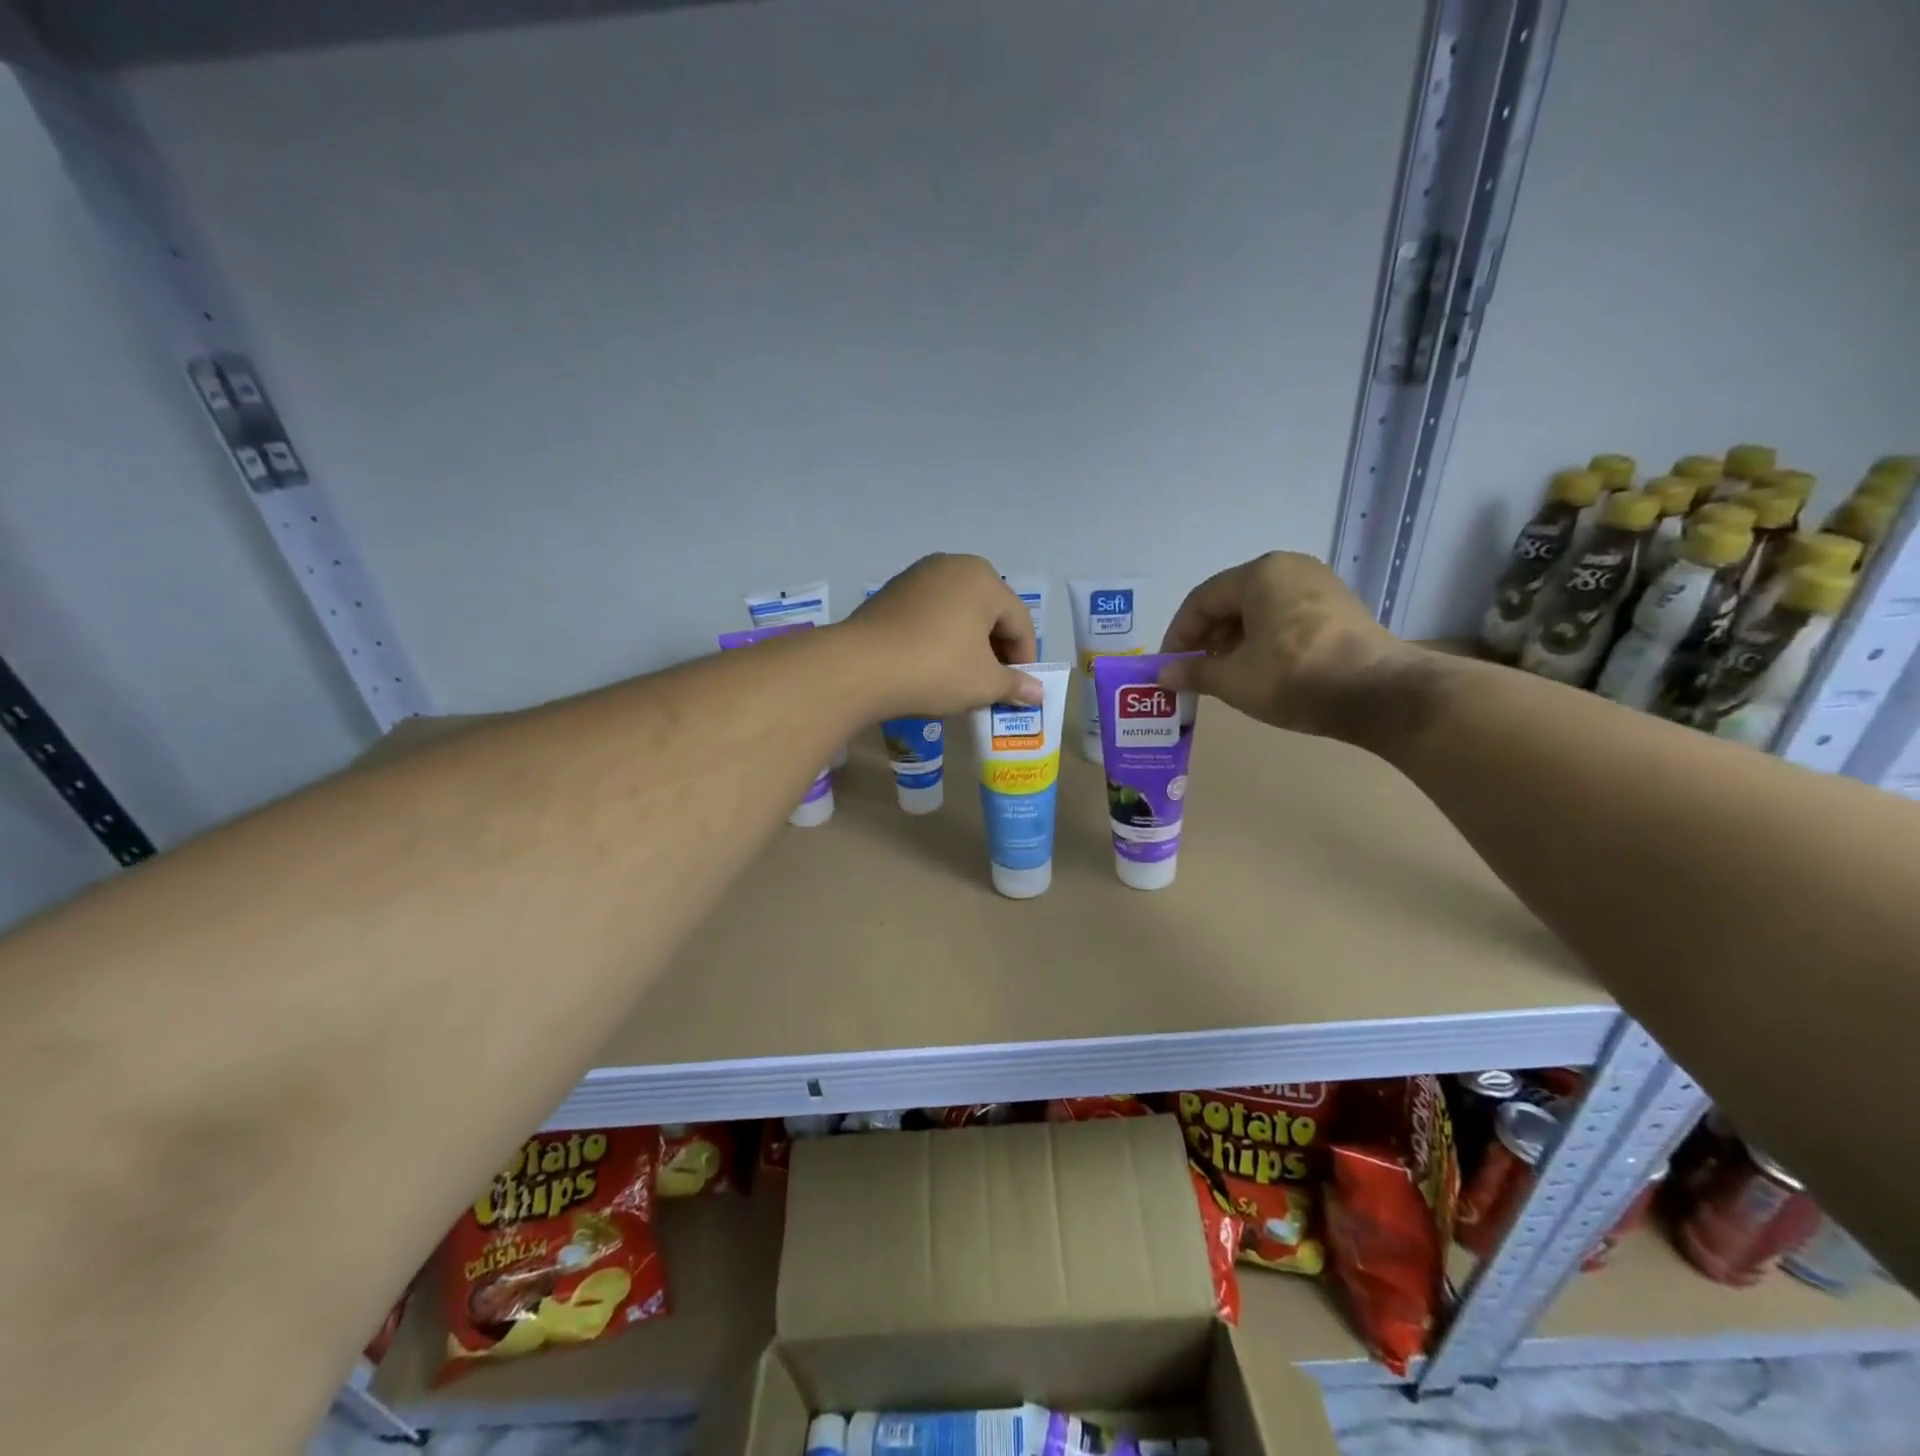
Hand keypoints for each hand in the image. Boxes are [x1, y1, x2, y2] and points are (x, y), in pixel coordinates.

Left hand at [844, 554, 1042, 718]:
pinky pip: (929, 615)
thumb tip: (1038, 692)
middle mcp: (952, 566)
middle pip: (989, 612)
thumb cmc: (935, 669)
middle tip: (994, 685)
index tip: (1019, 690)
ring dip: (968, 644)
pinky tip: (933, 666)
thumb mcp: (983, 683)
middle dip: (996, 650)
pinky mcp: (890, 593)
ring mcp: (917, 576)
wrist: (859, 668)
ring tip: (964, 678)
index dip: (1024, 659)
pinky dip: (940, 638)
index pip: (1019, 622)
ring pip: (958, 613)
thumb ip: (1015, 685)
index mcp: (983, 579)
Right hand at [1158, 551, 1424, 740]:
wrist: (1378, 694)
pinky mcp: (1341, 609)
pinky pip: (1286, 618)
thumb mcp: (1234, 679)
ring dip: (1234, 642)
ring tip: (1224, 675)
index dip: (1178, 634)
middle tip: (1194, 671)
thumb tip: (1164, 674)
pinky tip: (1260, 670)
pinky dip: (1264, 641)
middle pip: (1232, 601)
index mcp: (1260, 574)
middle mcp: (1290, 569)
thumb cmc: (1293, 676)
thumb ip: (1194, 672)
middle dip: (1207, 638)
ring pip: (1260, 611)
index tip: (1169, 666)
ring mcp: (1321, 586)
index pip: (1202, 600)